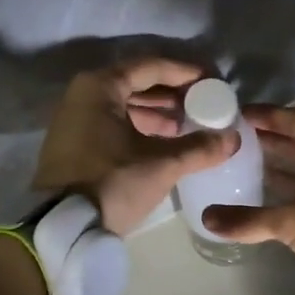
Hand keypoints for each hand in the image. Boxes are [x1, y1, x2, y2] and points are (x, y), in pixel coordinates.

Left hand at [34, 58, 236, 232]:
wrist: (62, 226)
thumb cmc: (111, 183)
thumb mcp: (160, 165)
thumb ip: (199, 148)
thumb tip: (232, 139)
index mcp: (100, 87)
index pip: (152, 67)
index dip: (186, 73)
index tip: (213, 81)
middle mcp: (84, 94)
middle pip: (138, 84)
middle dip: (173, 94)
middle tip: (205, 103)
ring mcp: (76, 119)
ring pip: (126, 105)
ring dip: (158, 113)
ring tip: (191, 125)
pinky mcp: (75, 143)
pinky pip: (114, 123)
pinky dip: (140, 127)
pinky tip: (166, 141)